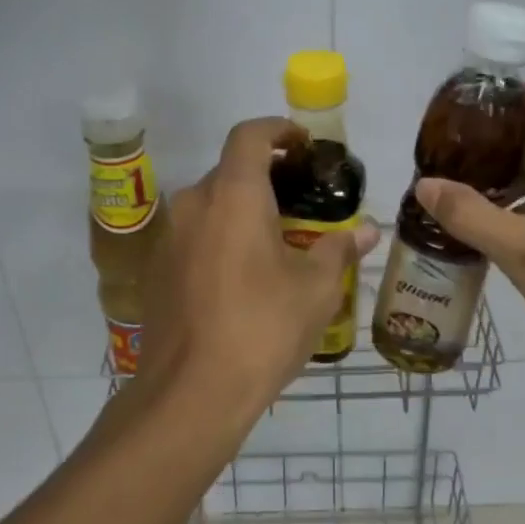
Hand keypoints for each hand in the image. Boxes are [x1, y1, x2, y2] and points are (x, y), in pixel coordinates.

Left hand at [136, 117, 378, 422]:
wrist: (191, 393)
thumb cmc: (262, 329)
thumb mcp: (316, 289)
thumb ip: (339, 250)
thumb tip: (367, 231)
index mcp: (233, 195)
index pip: (250, 135)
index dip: (278, 130)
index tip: (303, 144)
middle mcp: (193, 205)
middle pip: (230, 172)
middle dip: (267, 179)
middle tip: (303, 205)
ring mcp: (168, 239)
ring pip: (210, 207)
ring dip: (242, 212)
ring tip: (277, 244)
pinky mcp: (157, 271)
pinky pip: (194, 238)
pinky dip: (221, 240)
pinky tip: (243, 278)